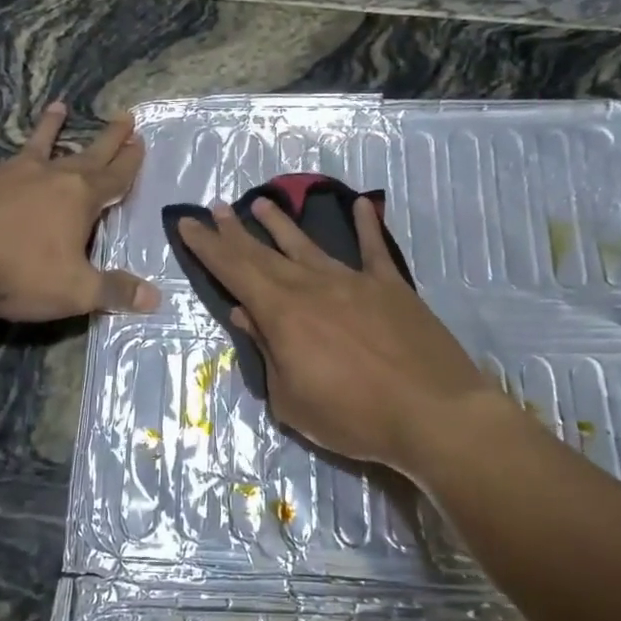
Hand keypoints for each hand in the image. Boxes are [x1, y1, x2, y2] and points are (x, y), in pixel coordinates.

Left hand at [0, 102, 158, 321]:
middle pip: (86, 155)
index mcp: (79, 199)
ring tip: (59, 106)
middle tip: (124, 116)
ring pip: (35, 145)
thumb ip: (116, 291)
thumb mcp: (77, 291)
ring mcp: (8, 175)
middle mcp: (48, 177)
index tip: (141, 140)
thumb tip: (155, 298)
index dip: (130, 162)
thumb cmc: (21, 272)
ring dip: (49, 128)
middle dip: (108, 139)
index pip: (115, 177)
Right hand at [175, 196, 510, 474]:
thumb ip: (267, 353)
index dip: (208, 246)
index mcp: (282, 313)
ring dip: (282, 224)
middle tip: (216, 208)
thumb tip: (244, 315)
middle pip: (264, 253)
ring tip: (260, 203)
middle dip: (236, 231)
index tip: (188, 222)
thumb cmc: (353, 417)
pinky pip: (374, 249)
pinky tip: (360, 205)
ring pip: (309, 245)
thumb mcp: (292, 399)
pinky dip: (365, 225)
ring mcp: (354, 281)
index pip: (234, 271)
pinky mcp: (391, 287)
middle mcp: (312, 285)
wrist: (432, 413)